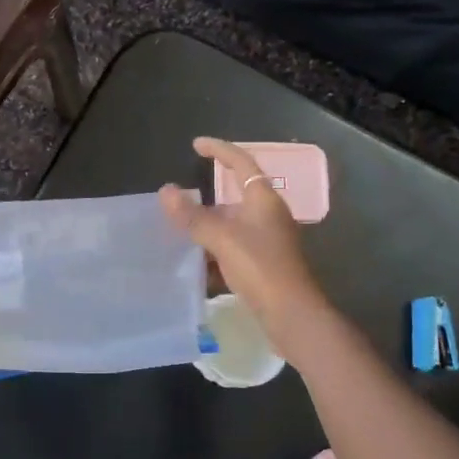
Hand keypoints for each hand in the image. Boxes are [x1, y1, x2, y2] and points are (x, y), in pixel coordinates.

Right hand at [159, 138, 328, 345]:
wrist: (291, 314)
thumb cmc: (260, 267)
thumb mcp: (221, 238)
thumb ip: (192, 215)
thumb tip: (166, 191)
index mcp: (263, 199)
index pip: (241, 162)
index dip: (219, 150)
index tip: (196, 144)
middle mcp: (268, 215)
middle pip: (234, 196)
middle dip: (205, 199)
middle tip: (177, 201)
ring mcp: (267, 240)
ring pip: (231, 225)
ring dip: (207, 228)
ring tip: (179, 233)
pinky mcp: (263, 263)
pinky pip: (233, 248)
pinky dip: (214, 251)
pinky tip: (195, 264)